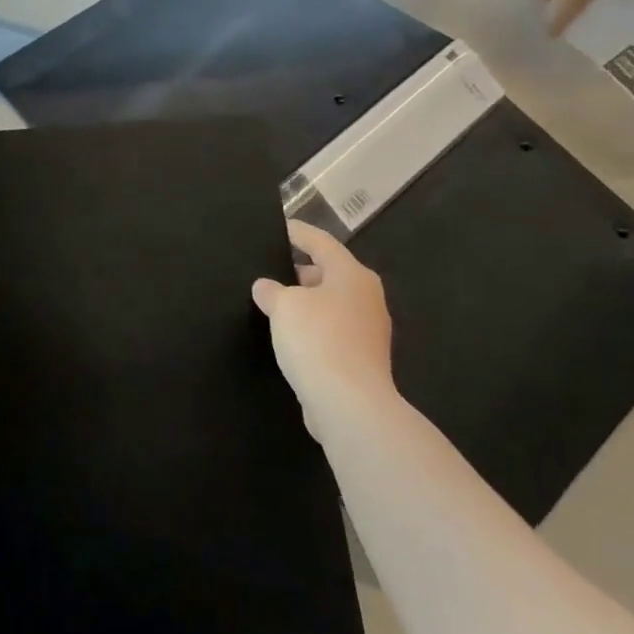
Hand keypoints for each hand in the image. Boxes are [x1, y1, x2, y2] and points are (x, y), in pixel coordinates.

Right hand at [252, 221, 394, 436]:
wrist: (350, 405)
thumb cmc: (318, 340)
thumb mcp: (284, 306)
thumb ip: (271, 291)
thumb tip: (266, 287)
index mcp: (351, 275)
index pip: (321, 242)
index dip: (298, 233)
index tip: (280, 228)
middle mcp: (366, 298)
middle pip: (330, 273)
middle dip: (300, 271)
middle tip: (271, 270)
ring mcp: (368, 331)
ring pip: (331, 304)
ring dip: (306, 303)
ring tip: (275, 304)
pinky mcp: (362, 360)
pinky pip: (332, 332)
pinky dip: (313, 329)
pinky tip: (290, 338)